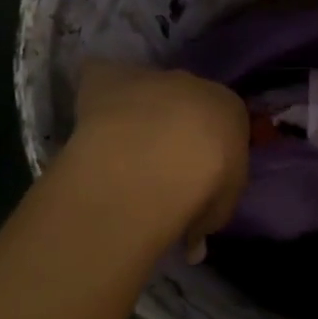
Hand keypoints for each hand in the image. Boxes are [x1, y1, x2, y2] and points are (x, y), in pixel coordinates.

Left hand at [70, 60, 248, 261]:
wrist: (160, 156)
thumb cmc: (205, 183)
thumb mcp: (218, 210)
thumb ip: (207, 216)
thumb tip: (194, 243)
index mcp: (229, 109)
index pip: (222, 122)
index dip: (207, 149)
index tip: (193, 177)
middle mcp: (193, 84)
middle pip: (184, 100)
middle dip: (172, 125)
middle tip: (155, 163)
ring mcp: (149, 77)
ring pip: (143, 88)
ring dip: (134, 111)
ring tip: (119, 148)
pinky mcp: (107, 76)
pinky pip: (100, 76)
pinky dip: (94, 92)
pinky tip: (88, 120)